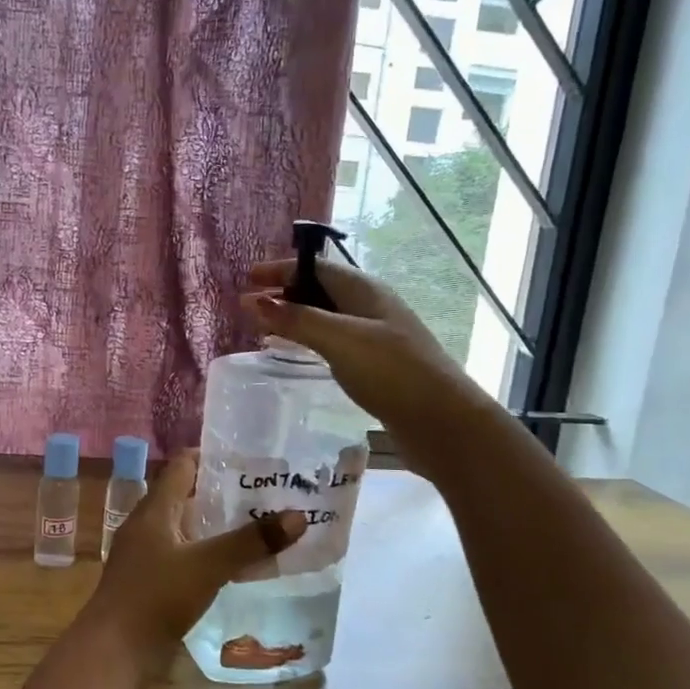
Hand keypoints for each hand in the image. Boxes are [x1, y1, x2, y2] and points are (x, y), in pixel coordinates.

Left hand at [82, 450, 305, 668]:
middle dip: (221, 492)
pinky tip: (233, 565)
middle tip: (263, 493)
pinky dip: (207, 552)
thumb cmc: (156, 596)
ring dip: (215, 525)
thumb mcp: (208, 565)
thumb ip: (251, 542)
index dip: (212, 456)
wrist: (113, 651)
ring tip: (257, 526)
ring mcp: (145, 554)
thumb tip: (298, 516)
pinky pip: (183, 555)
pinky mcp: (149, 581)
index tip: (248, 459)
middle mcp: (147, 525)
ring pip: (185, 527)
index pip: (182, 465)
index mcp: (154, 509)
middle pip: (185, 495)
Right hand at [243, 258, 478, 465]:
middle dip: (286, 293)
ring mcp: (376, 335)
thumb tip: (253, 299)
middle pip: (321, 289)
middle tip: (250, 306)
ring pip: (328, 316)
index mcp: (364, 290)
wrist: (442, 421)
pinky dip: (312, 340)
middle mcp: (371, 306)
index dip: (280, 269)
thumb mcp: (339, 340)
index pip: (315, 267)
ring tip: (266, 328)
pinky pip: (335, 341)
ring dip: (297, 317)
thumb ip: (297, 319)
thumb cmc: (390, 371)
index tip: (247, 278)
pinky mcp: (377, 363)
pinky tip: (300, 354)